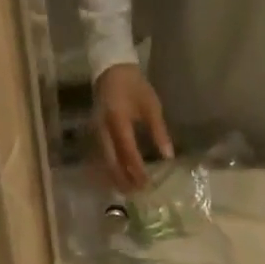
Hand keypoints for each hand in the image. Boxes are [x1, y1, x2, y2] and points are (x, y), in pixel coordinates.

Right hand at [93, 63, 173, 190]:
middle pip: (113, 163)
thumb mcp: (151, 106)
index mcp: (118, 120)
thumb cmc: (134, 86)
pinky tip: (120, 181)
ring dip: (117, 180)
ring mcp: (97, 135)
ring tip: (130, 192)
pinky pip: (102, 160)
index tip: (148, 183)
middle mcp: (104, 131)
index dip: (137, 170)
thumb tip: (168, 157)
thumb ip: (159, 132)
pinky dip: (112, 172)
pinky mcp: (95, 137)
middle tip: (138, 193)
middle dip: (125, 180)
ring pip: (105, 165)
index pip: (128, 152)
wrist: (111, 70)